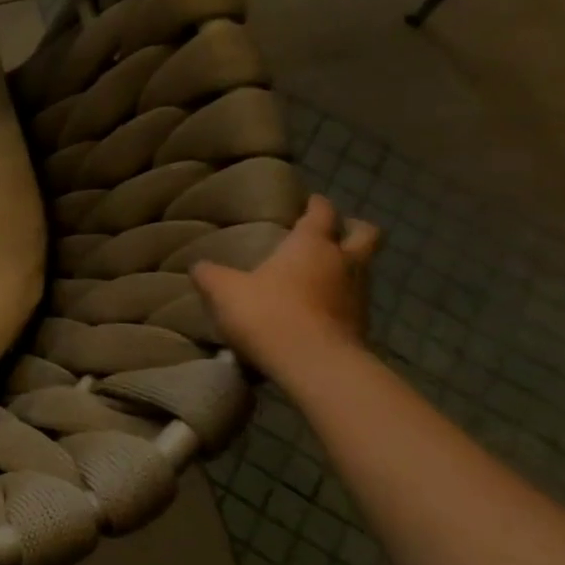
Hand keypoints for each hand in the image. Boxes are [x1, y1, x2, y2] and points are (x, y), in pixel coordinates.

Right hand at [191, 194, 381, 381]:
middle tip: (336, 231)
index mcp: (311, 245)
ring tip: (322, 273)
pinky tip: (319, 307)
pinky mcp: (362, 326)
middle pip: (365, 235)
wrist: (313, 364)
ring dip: (348, 266)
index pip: (321, 213)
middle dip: (354, 228)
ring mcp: (358, 295)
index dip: (317, 204)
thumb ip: (210, 275)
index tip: (311, 200)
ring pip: (362, 268)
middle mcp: (343, 263)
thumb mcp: (223, 291)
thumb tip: (199, 266)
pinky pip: (354, 301)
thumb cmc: (267, 313)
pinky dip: (341, 298)